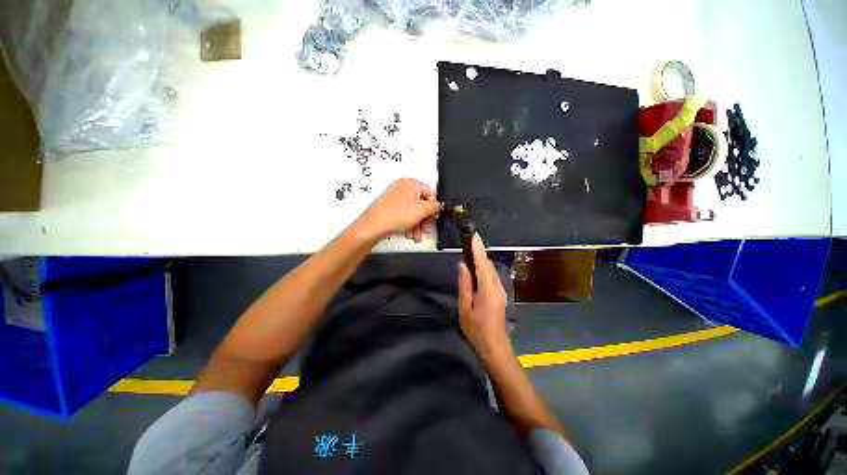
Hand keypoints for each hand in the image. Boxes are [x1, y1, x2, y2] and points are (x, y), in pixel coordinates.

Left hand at [356, 178, 439, 241]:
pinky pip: (403, 215)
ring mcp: (393, 197)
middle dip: (424, 220)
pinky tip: (408, 234)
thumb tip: (437, 206)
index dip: (433, 207)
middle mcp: (401, 187)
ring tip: (416, 236)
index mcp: (410, 183)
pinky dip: (407, 224)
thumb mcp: (422, 211)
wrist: (374, 225)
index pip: (429, 193)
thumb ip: (434, 207)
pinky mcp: (387, 207)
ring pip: (412, 212)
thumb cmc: (397, 214)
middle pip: (420, 204)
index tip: (434, 218)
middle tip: (426, 230)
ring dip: (417, 225)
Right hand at [458, 233, 510, 359]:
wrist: (495, 346)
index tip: (475, 235)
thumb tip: (463, 264)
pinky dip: (484, 268)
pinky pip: (491, 276)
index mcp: (488, 288)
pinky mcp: (500, 294)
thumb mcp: (465, 306)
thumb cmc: (476, 329)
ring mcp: (501, 290)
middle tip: (469, 241)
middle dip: (479, 252)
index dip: (478, 248)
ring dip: (481, 260)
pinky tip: (476, 269)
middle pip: (488, 264)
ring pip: (490, 270)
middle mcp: (497, 286)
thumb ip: (465, 284)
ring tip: (470, 252)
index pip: (482, 263)